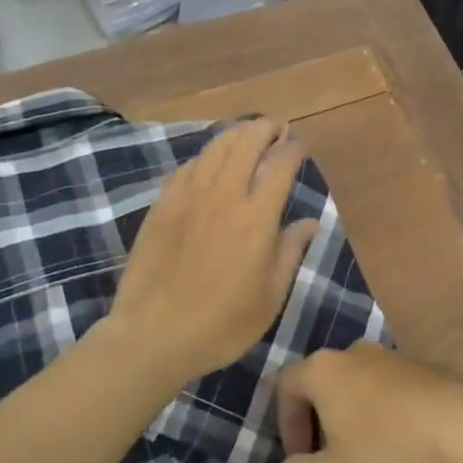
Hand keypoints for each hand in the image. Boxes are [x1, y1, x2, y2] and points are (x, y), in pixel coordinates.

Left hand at [106, 119, 318, 382]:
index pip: (280, 164)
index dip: (293, 148)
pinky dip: (204, 157)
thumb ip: (290, 252)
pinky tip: (208, 164)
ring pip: (214, 147)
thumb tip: (309, 221)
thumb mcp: (270, 297)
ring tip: (245, 135)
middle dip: (264, 128)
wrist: (153, 335)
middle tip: (275, 128)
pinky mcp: (162, 204)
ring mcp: (188, 196)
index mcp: (256, 217)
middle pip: (246, 142)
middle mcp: (224, 195)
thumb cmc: (221, 324)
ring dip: (235, 135)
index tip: (300, 144)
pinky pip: (187, 167)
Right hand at [274, 343, 462, 462]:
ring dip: (354, 417)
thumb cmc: (385, 453)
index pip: (285, 386)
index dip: (284, 424)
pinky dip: (387, 414)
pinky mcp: (425, 367)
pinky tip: (403, 446)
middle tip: (329, 460)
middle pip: (323, 382)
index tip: (300, 459)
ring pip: (359, 385)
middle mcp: (355, 352)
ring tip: (368, 457)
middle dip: (319, 421)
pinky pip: (392, 390)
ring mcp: (393, 356)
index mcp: (324, 369)